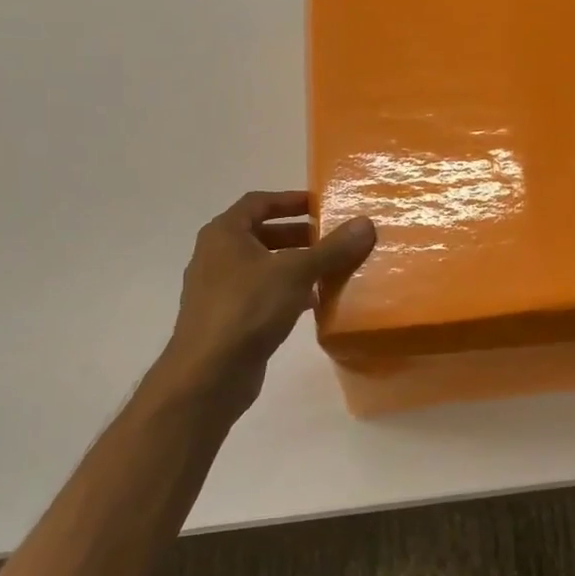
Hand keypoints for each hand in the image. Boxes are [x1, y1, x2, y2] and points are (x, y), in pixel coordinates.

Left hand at [156, 191, 375, 417]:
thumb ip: (332, 248)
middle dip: (298, 235)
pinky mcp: (228, 318)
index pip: (258, 202)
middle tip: (332, 239)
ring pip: (264, 266)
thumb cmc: (248, 308)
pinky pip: (262, 294)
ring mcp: (219, 289)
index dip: (290, 200)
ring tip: (331, 269)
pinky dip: (287, 292)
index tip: (322, 205)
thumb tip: (366, 223)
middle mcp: (216, 256)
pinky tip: (314, 303)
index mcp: (224, 234)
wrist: (208, 374)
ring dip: (296, 265)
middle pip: (262, 234)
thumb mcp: (296, 272)